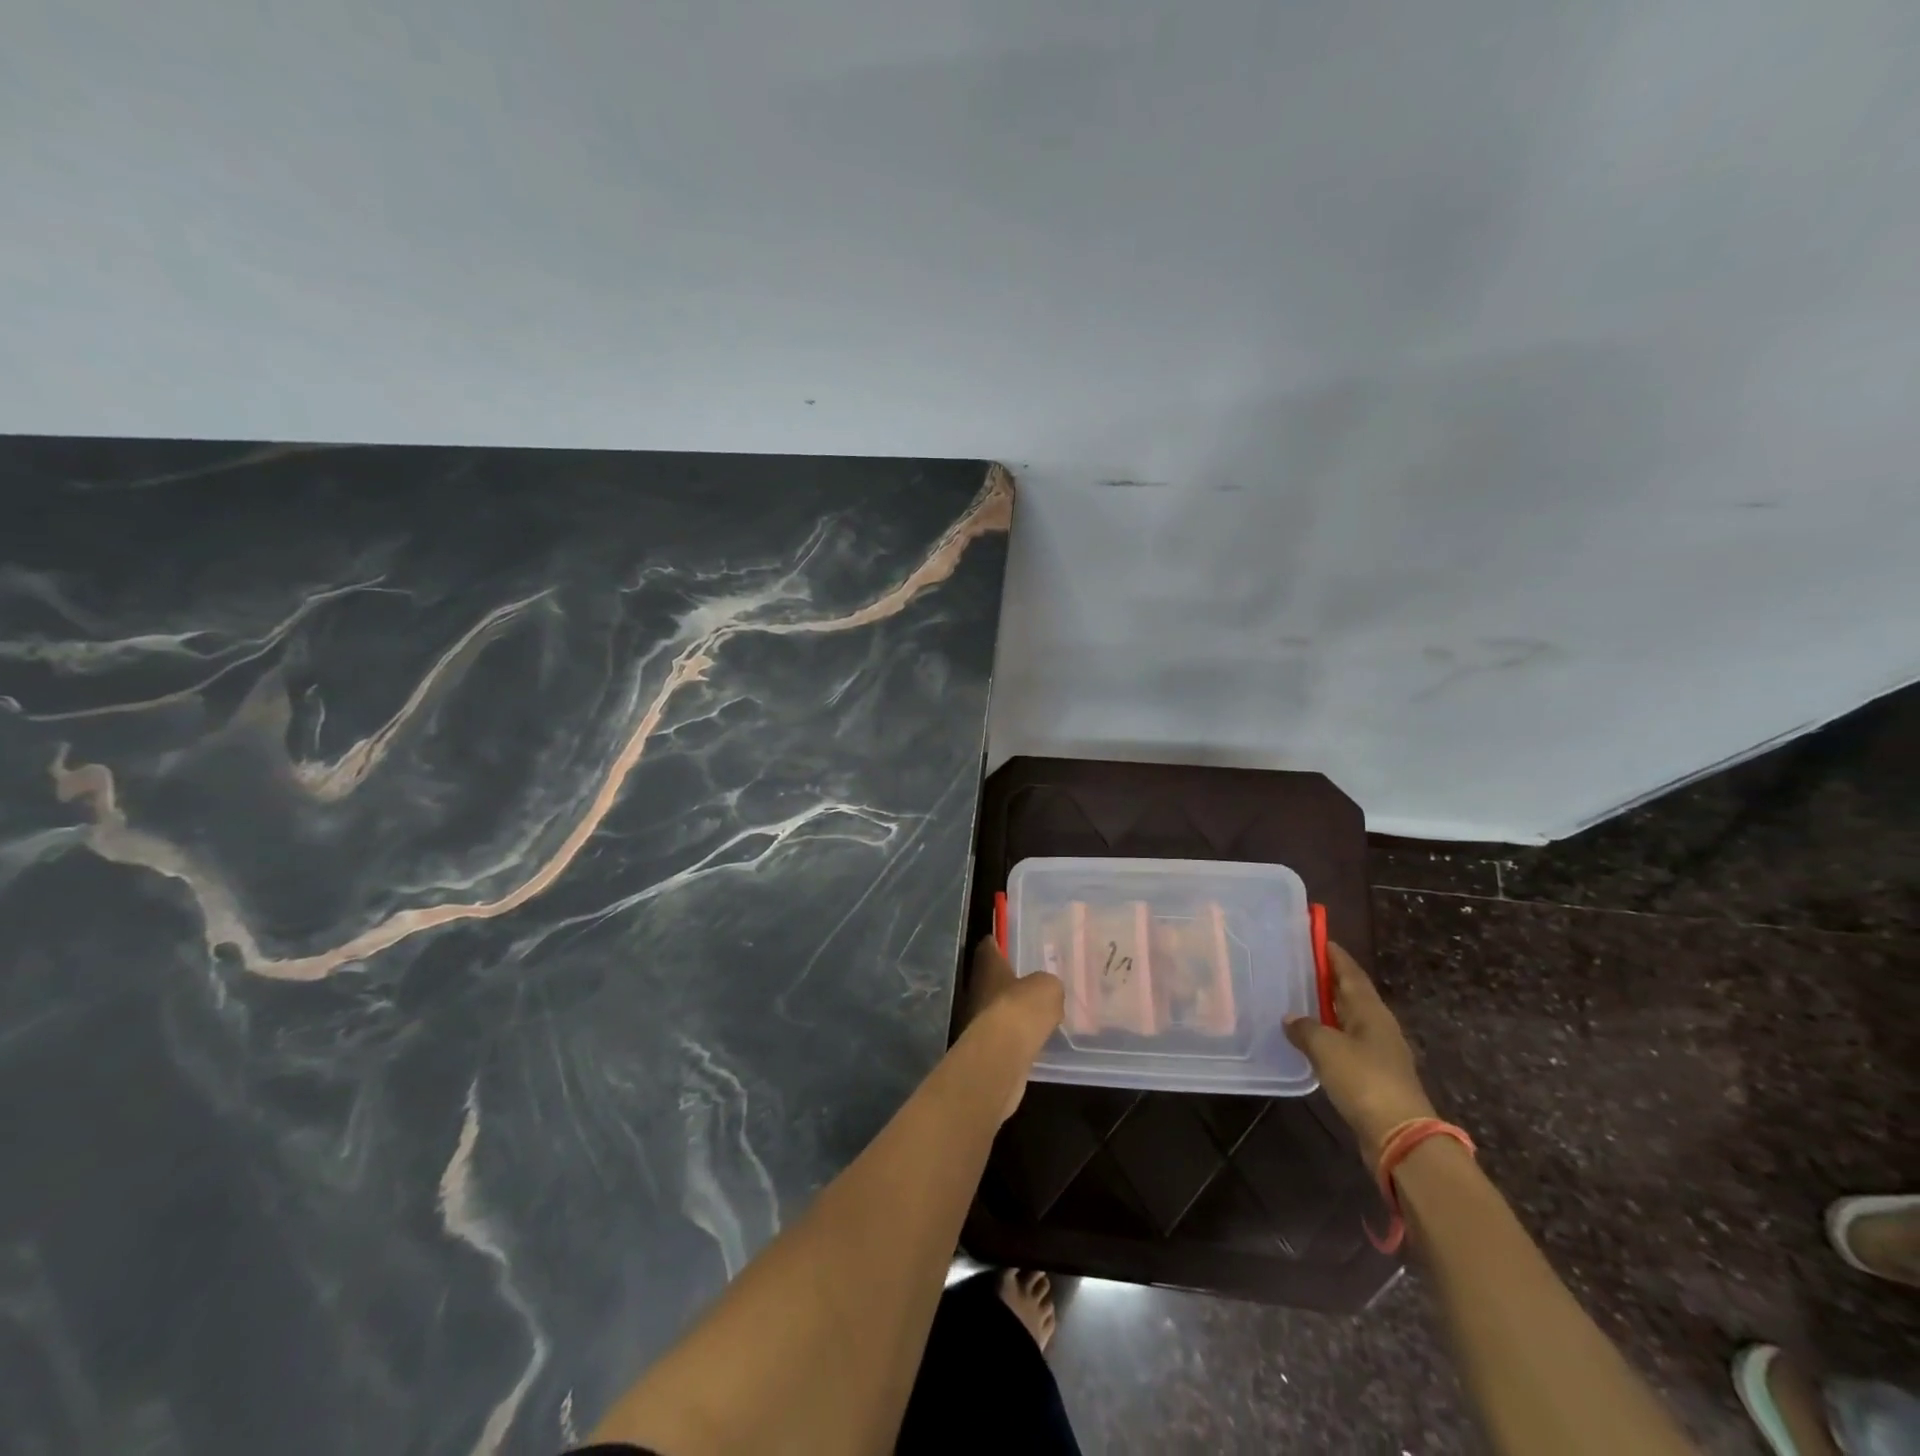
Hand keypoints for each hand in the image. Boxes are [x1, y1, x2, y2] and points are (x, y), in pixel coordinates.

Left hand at [962, 936, 1063, 1119]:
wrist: (1005, 1053)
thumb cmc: (1023, 1006)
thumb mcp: (1048, 987)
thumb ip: (1047, 985)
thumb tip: (1046, 990)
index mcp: (988, 965)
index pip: (988, 946)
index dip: (997, 943)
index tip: (1005, 942)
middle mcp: (977, 987)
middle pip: (990, 978)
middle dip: (1007, 979)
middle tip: (1028, 979)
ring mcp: (977, 1017)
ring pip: (996, 1006)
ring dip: (1011, 1008)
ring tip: (1034, 1010)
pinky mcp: (985, 1044)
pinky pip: (1003, 1032)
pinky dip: (1014, 1033)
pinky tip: (1031, 1036)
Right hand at [1285, 942, 1436, 1164]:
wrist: (1400, 1137)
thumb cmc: (1364, 1080)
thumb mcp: (1326, 1048)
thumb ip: (1305, 1028)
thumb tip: (1291, 1018)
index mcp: (1371, 1012)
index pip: (1351, 973)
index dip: (1335, 956)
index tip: (1318, 939)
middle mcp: (1377, 1027)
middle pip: (1352, 995)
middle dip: (1329, 980)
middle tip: (1301, 967)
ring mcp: (1378, 1053)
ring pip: (1348, 1021)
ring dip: (1328, 1010)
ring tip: (1299, 1000)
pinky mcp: (1373, 1077)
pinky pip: (1346, 1045)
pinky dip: (1329, 1036)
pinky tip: (1310, 1040)